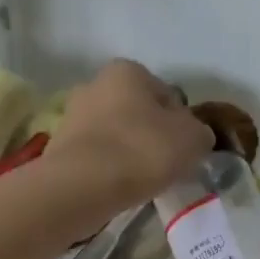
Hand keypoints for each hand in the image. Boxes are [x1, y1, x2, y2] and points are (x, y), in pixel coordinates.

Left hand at [45, 59, 212, 212]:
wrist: (83, 185)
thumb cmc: (143, 150)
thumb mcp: (193, 140)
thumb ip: (200, 133)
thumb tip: (194, 136)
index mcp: (128, 71)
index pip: (166, 95)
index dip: (181, 123)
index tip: (185, 149)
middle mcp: (96, 83)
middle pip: (136, 112)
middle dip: (151, 134)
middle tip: (165, 165)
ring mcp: (73, 115)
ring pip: (114, 134)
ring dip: (128, 152)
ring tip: (141, 181)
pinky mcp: (59, 147)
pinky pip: (96, 156)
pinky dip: (108, 168)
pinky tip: (117, 187)